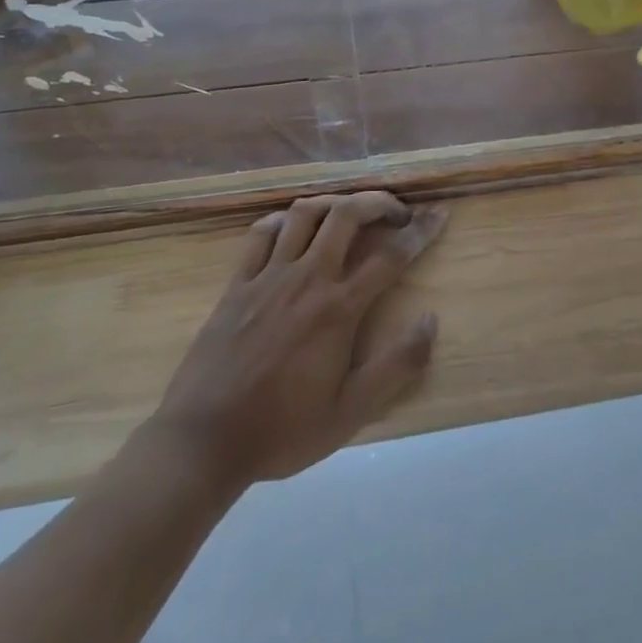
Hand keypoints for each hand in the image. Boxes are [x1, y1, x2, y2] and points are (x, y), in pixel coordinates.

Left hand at [151, 192, 446, 491]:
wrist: (202, 442)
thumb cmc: (282, 431)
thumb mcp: (349, 413)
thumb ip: (395, 366)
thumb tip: (431, 319)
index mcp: (337, 309)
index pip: (390, 257)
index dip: (420, 231)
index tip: (439, 214)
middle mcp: (307, 278)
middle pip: (346, 215)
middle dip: (378, 201)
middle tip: (396, 211)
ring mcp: (268, 276)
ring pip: (304, 213)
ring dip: (334, 203)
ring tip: (349, 212)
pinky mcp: (237, 283)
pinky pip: (261, 233)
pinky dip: (283, 220)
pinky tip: (292, 226)